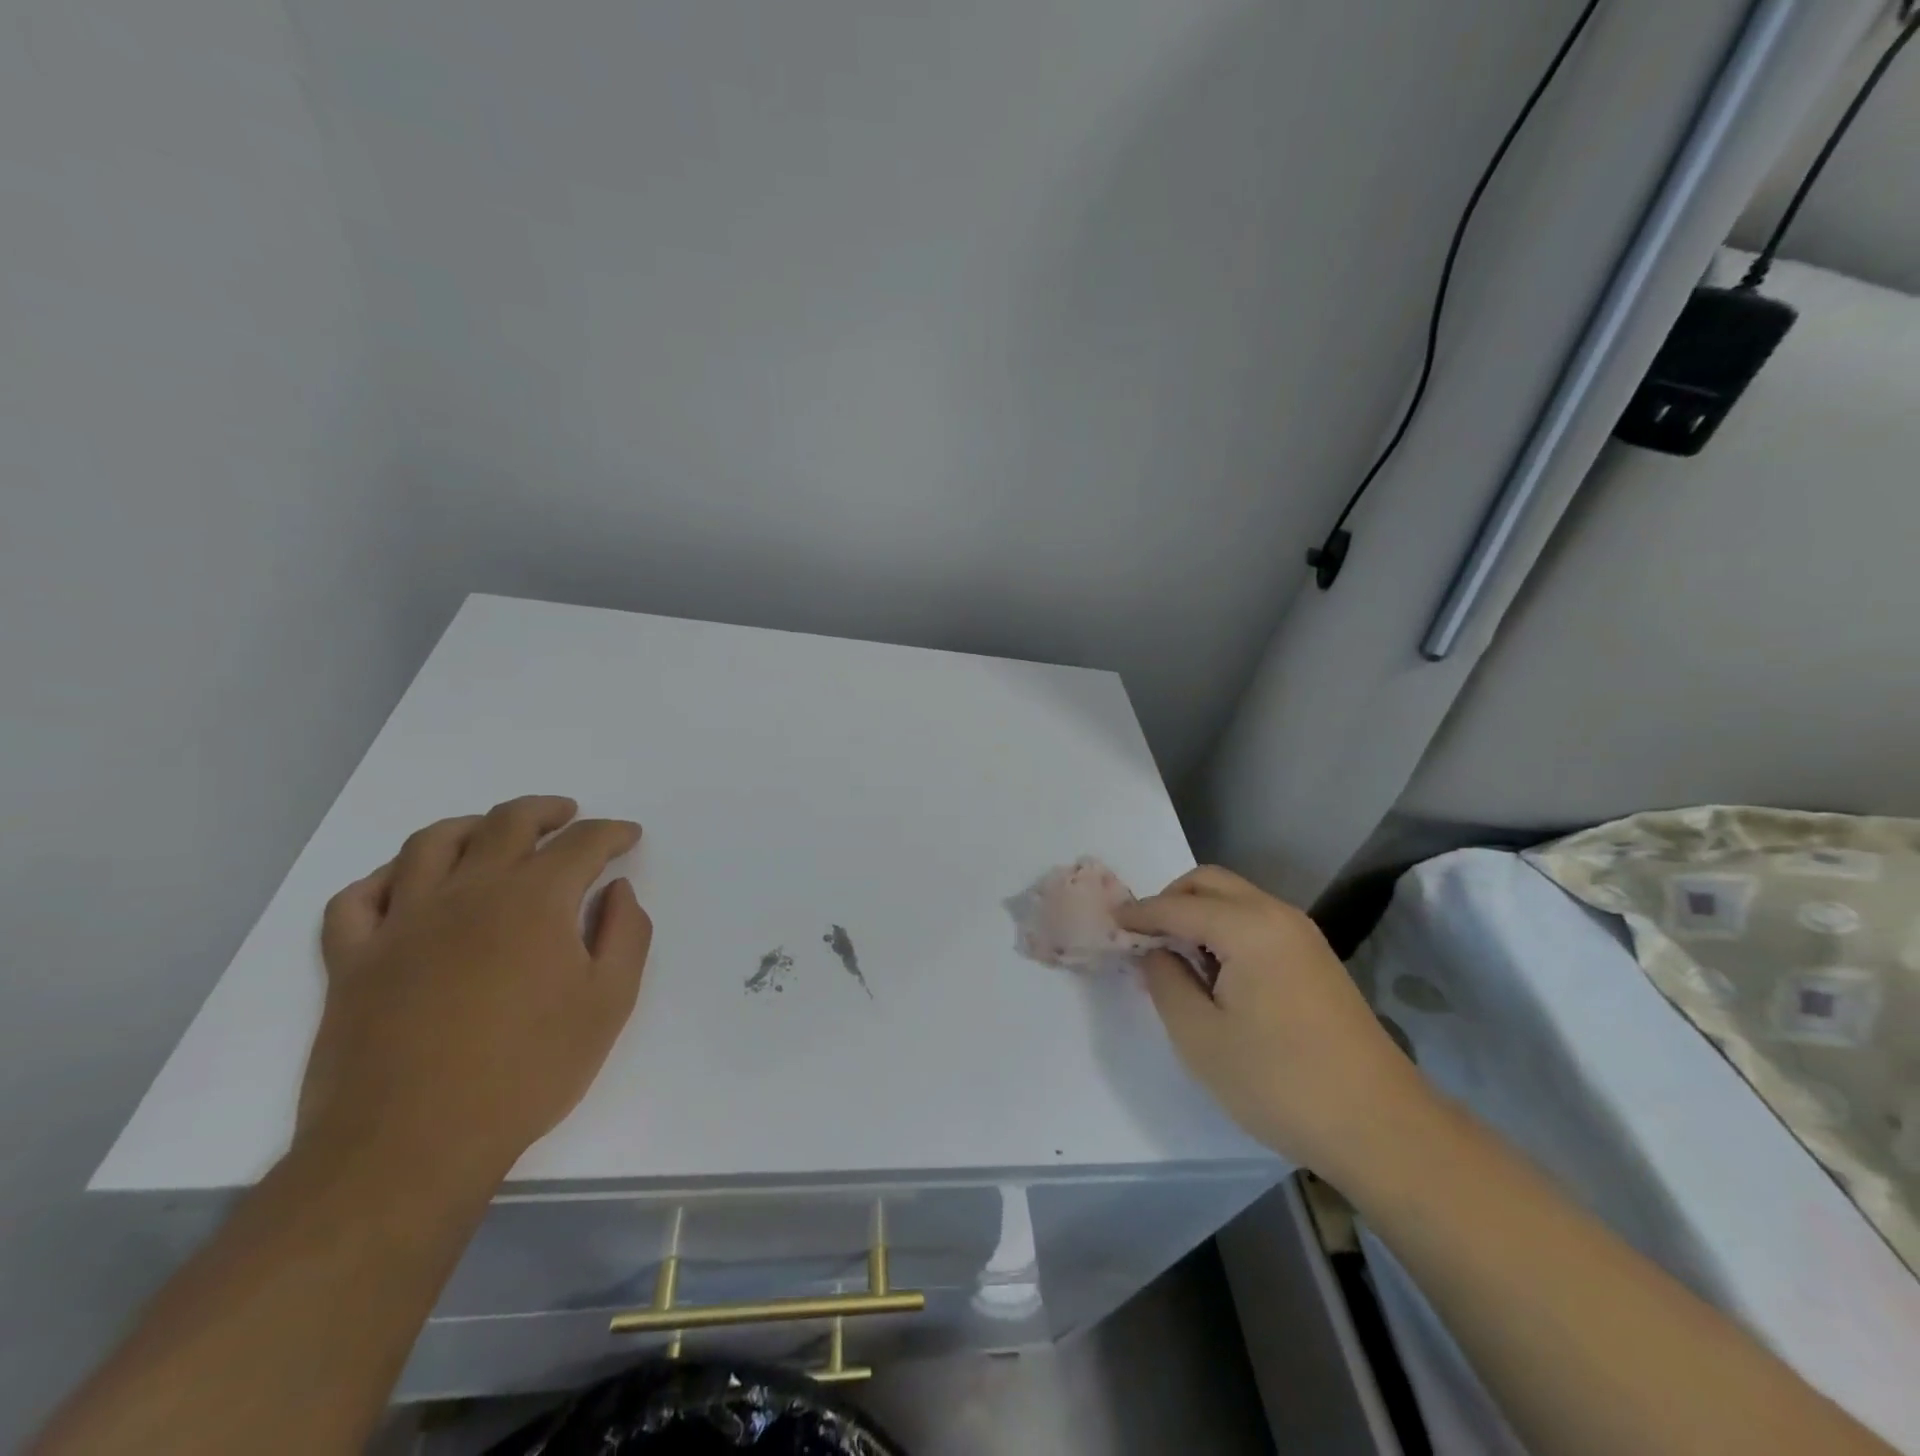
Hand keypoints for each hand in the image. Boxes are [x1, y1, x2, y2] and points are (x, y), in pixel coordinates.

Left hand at [298, 796, 651, 1191]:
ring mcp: (402, 922)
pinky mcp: (353, 960)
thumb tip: (617, 890)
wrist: (411, 1145)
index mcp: (534, 900)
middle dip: (546, 811)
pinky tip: (406, 884)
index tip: (628, 836)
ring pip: (431, 843)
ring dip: (470, 826)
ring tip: (491, 832)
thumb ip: (626, 934)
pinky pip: (358, 899)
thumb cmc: (527, 1071)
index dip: (611, 833)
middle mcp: (468, 892)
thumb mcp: (609, 1003)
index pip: (581, 844)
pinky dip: (384, 878)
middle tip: (568, 816)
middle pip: (507, 823)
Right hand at [1119, 865, 1433, 1179]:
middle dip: (1170, 900)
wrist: (1381, 1127)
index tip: (1109, 922)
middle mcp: (1277, 916)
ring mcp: (1303, 935)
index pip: (1177, 906)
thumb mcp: (1201, 1038)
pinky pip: (1257, 922)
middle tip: (1144, 937)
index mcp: (1247, 927)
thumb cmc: (1279, 1082)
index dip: (1139, 913)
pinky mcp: (1316, 959)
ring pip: (1236, 900)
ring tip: (1175, 956)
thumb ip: (1166, 982)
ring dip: (1199, 914)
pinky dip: (1225, 929)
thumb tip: (1155, 951)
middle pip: (1210, 883)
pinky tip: (1215, 972)